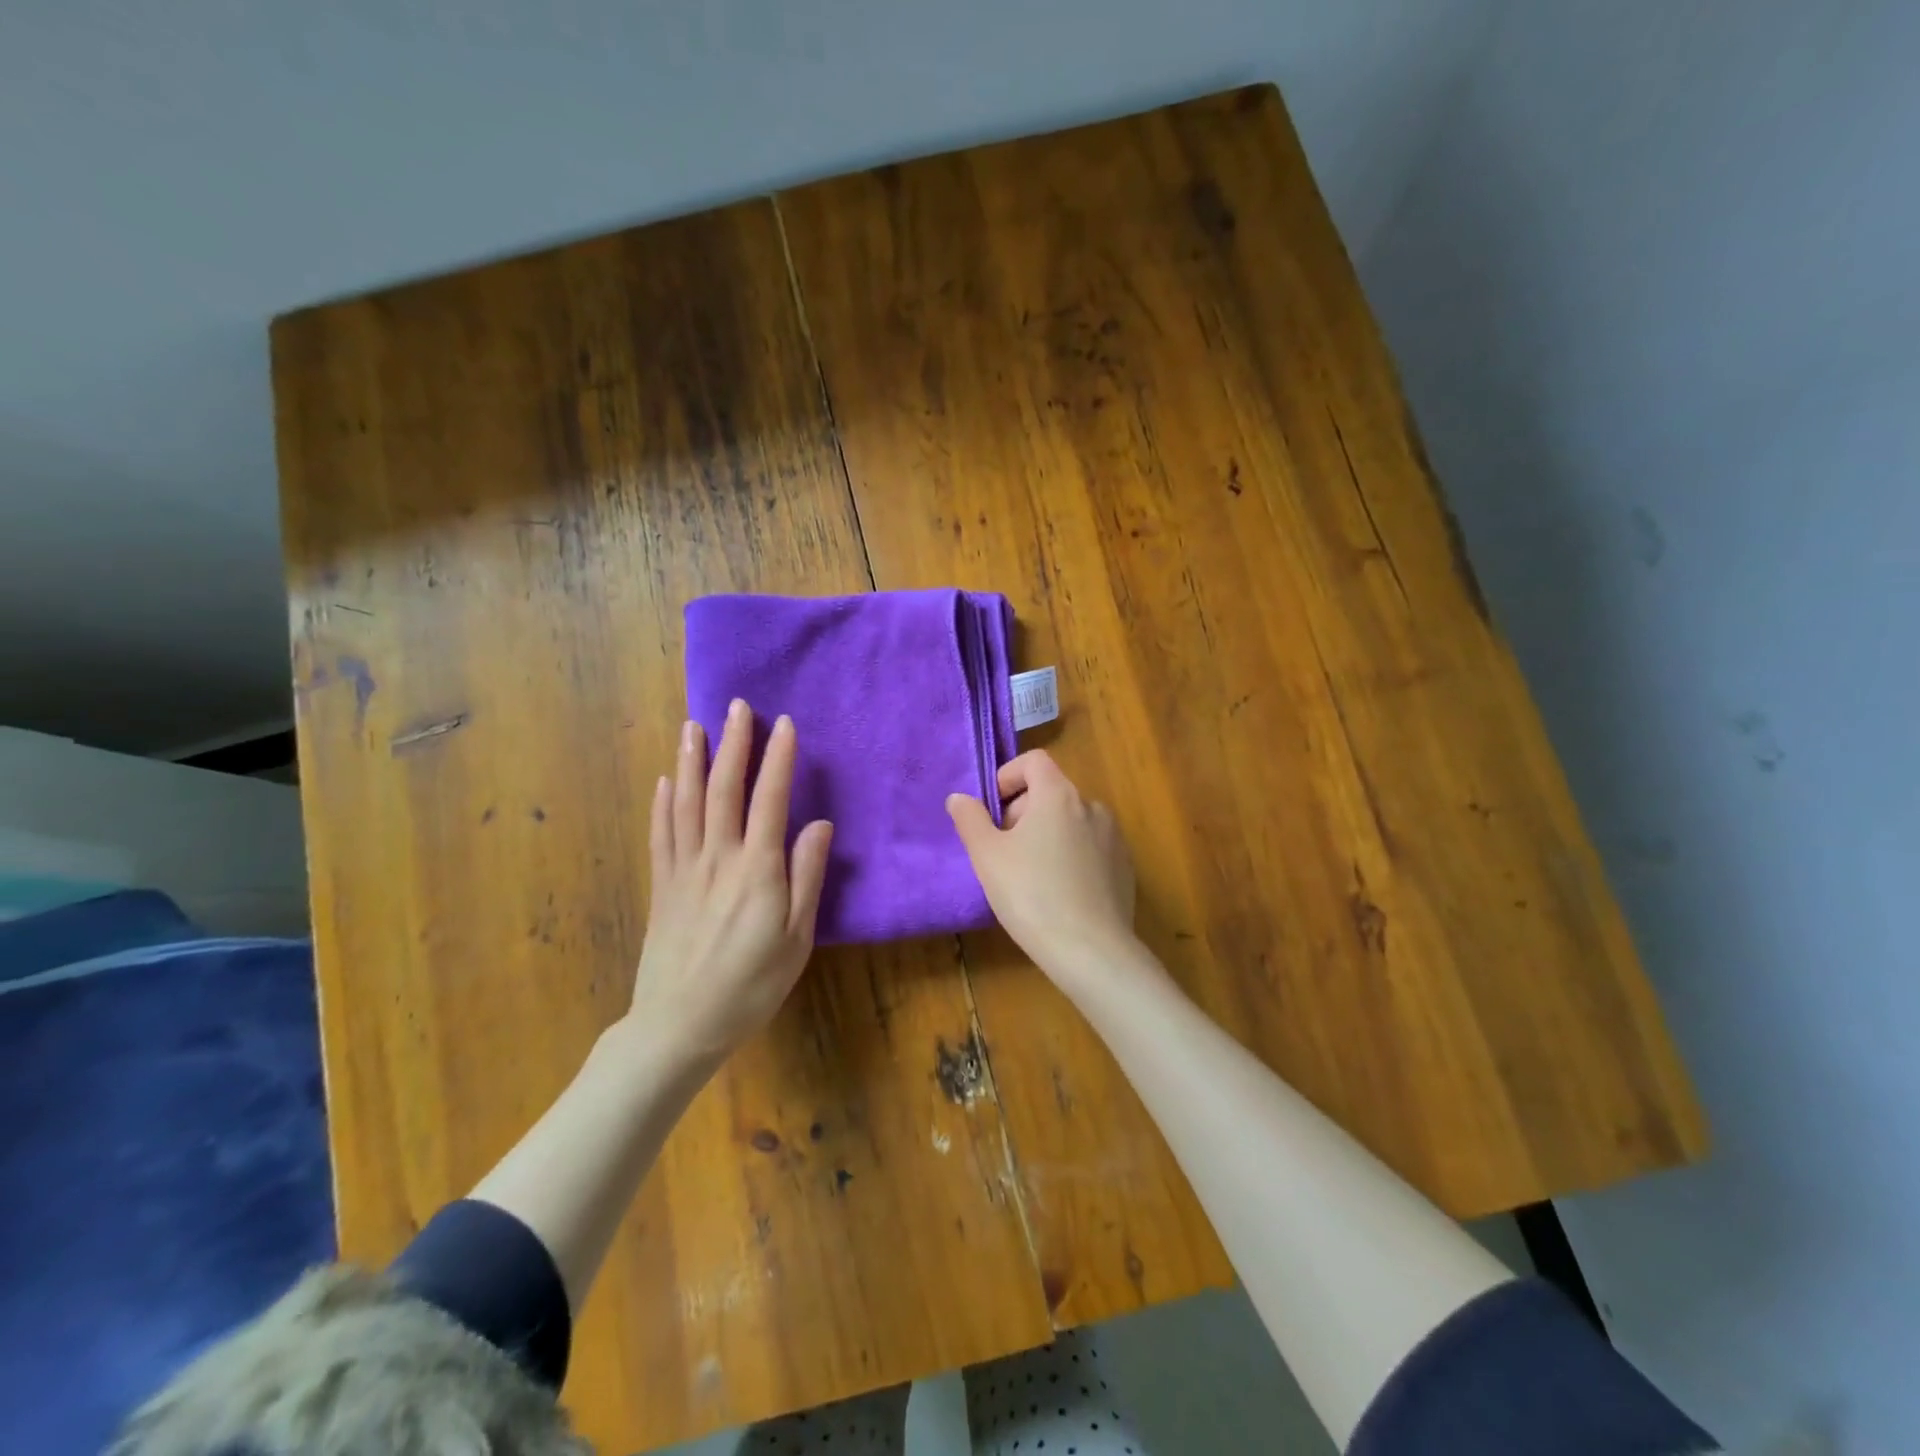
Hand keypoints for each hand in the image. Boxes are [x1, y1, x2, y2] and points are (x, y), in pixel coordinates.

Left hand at [629, 699, 832, 1064]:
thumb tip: (818, 823)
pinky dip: (663, 802)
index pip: (769, 800)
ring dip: (692, 761)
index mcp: (757, 870)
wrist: (679, 1027)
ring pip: (686, 803)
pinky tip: (666, 780)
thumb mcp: (796, 938)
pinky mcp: (662, 887)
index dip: (777, 759)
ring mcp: (684, 870)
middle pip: (723, 790)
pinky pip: (661, 834)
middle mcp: (717, 859)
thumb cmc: (751, 986)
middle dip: (732, 744)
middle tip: (737, 707)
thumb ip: (807, 877)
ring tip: (694, 726)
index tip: (783, 724)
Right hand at [947, 750, 1139, 979]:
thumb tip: (959, 797)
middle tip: (1003, 851)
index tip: (992, 811)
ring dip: (1047, 835)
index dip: (1008, 776)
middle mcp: (1092, 806)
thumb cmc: (1031, 896)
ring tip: (1030, 875)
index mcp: (1059, 795)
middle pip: (1050, 792)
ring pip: (1071, 821)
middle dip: (1022, 813)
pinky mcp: (1125, 866)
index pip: (1034, 761)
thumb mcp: (987, 856)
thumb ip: (970, 819)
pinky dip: (1071, 856)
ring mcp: (1114, 837)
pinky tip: (1060, 893)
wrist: (1091, 951)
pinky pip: (1090, 847)